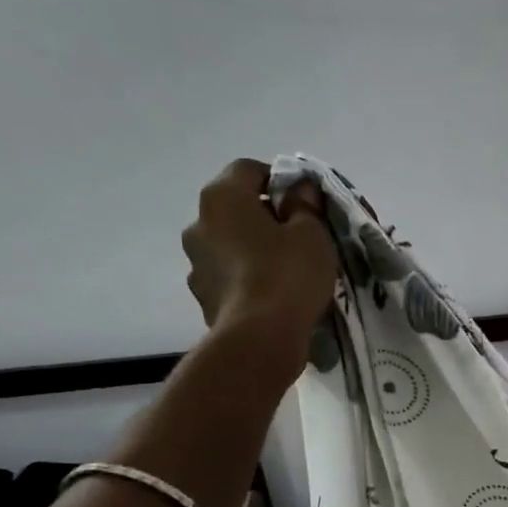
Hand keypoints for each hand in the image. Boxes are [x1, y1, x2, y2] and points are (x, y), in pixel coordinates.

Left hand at [182, 159, 336, 334]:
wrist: (260, 337)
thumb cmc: (288, 274)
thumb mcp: (312, 234)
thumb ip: (305, 206)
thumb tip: (299, 190)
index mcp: (222, 197)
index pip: (248, 169)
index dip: (279, 180)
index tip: (303, 202)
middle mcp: (198, 223)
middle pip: (235, 208)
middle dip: (264, 217)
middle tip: (298, 237)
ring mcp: (195, 263)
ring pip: (229, 245)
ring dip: (252, 250)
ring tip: (285, 271)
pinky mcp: (203, 297)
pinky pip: (228, 277)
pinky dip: (247, 279)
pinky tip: (271, 296)